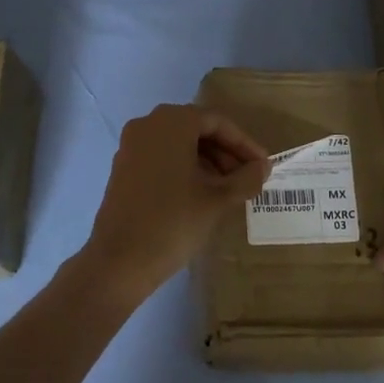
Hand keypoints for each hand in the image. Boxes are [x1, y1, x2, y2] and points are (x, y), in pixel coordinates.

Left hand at [82, 104, 271, 301]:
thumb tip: (263, 168)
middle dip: (226, 152)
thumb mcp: (218, 200)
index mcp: (172, 123)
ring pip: (179, 144)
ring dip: (207, 162)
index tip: (263, 167)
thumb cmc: (174, 222)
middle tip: (248, 178)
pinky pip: (161, 157)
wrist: (120, 260)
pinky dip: (185, 169)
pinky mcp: (123, 168)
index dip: (244, 144)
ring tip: (228, 190)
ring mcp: (131, 147)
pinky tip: (201, 194)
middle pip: (197, 129)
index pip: (217, 122)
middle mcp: (147, 125)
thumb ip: (246, 178)